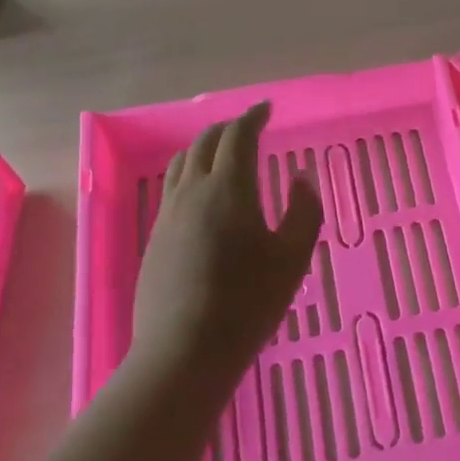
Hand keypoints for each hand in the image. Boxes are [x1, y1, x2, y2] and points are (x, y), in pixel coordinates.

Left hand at [133, 102, 322, 392]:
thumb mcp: (292, 258)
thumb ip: (304, 211)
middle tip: (249, 128)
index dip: (253, 117)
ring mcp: (169, 214)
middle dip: (228, 128)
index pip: (238, 135)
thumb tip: (300, 179)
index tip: (267, 109)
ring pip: (183, 162)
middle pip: (205, 142)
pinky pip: (173, 187)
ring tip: (223, 154)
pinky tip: (203, 195)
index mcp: (229, 187)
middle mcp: (193, 191)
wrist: (184, 351)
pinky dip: (191, 173)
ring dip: (205, 147)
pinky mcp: (155, 238)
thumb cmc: (248, 302)